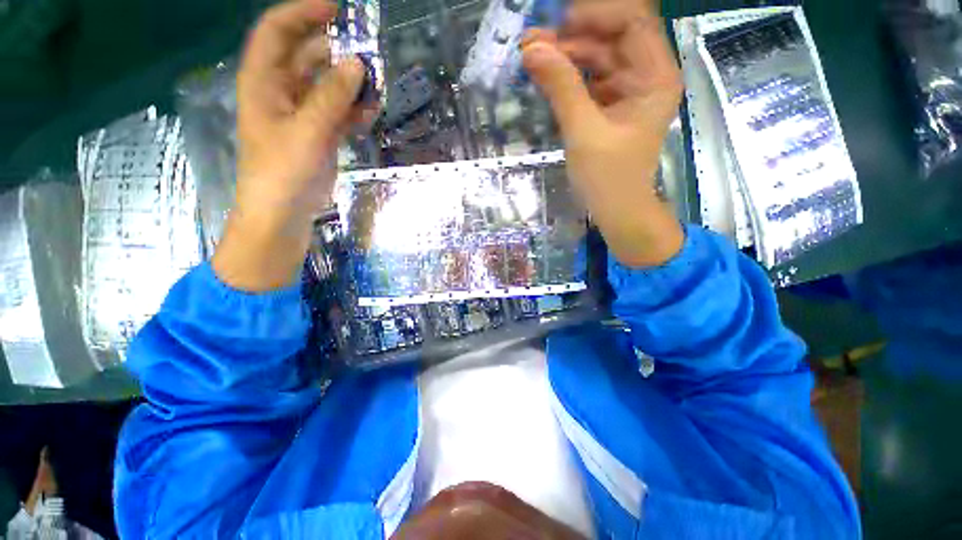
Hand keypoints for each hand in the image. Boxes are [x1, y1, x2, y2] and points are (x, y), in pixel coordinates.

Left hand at [213, 0, 371, 290]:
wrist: (284, 214)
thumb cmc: (284, 173)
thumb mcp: (308, 131)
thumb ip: (332, 97)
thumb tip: (358, 64)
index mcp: (264, 82)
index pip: (277, 32)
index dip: (302, 13)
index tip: (336, 9)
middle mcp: (281, 92)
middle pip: (307, 56)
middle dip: (335, 50)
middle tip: (368, 51)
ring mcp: (302, 114)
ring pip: (327, 85)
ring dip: (350, 83)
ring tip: (375, 86)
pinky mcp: (319, 135)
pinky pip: (339, 112)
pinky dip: (354, 110)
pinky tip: (370, 113)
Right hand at [521, 0, 684, 267]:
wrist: (616, 211)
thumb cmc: (608, 178)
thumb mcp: (583, 132)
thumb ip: (561, 88)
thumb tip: (532, 49)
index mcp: (655, 77)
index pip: (632, 21)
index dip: (595, 14)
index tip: (557, 23)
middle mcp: (646, 76)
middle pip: (611, 37)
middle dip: (572, 36)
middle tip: (531, 42)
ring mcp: (627, 91)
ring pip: (597, 57)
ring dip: (565, 55)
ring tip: (531, 58)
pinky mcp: (610, 106)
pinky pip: (589, 80)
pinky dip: (567, 77)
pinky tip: (545, 77)